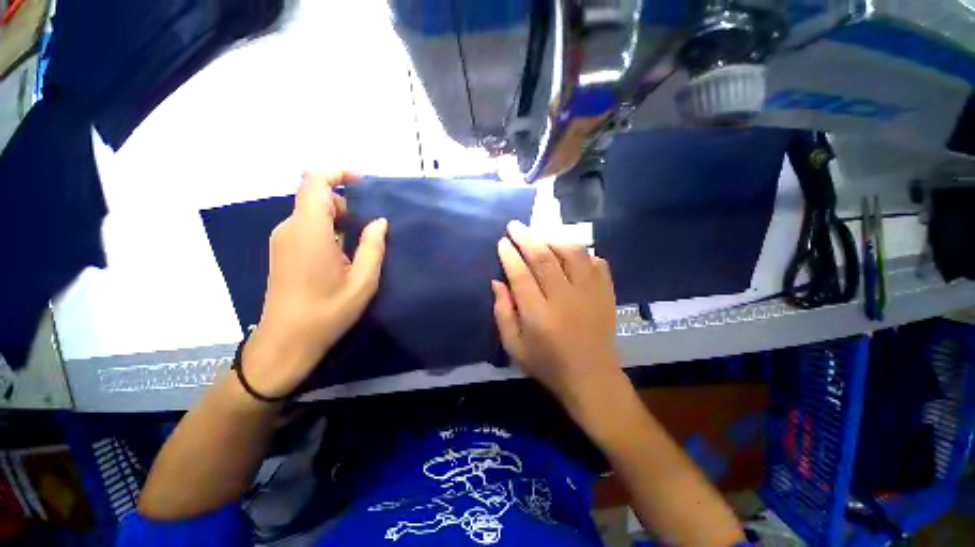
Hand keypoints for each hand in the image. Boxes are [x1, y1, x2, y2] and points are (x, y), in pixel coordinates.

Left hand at [241, 172, 387, 397]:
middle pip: (317, 197)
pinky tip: (346, 254)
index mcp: (309, 231)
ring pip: (313, 213)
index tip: (364, 182)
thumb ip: (373, 247)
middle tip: (373, 227)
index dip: (338, 173)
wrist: (286, 342)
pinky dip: (330, 230)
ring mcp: (283, 239)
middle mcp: (290, 228)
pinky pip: (308, 227)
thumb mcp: (363, 281)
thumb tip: (379, 221)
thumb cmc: (327, 312)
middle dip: (347, 203)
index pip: (314, 182)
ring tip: (364, 243)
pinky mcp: (283, 250)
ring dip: (340, 219)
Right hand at [492, 220, 623, 408]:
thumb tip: (497, 282)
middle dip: (527, 238)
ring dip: (554, 239)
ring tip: (540, 234)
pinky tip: (570, 252)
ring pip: (573, 254)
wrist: (592, 378)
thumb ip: (503, 313)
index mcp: (539, 315)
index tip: (502, 242)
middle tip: (515, 226)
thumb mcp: (514, 346)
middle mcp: (565, 299)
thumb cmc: (547, 364)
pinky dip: (583, 252)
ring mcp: (590, 294)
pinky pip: (596, 263)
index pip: (521, 275)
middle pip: (544, 258)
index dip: (509, 256)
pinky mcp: (607, 294)